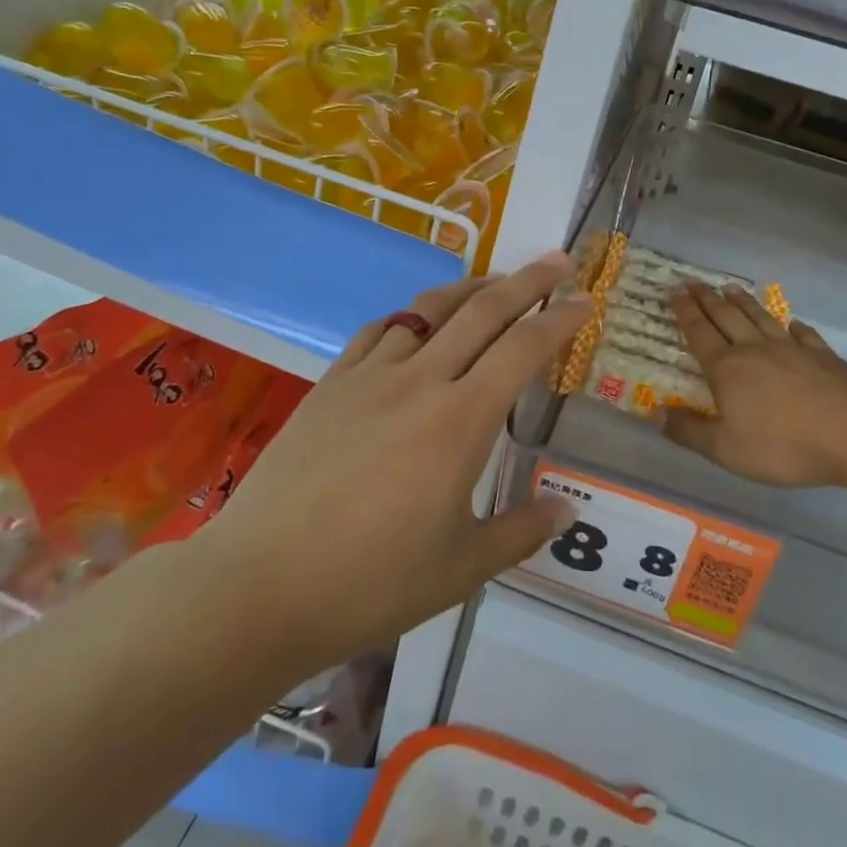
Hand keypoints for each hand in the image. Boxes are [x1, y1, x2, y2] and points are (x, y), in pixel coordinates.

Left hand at [199, 256, 591, 684]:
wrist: (259, 586)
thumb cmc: (371, 583)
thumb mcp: (461, 568)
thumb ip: (521, 531)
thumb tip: (566, 510)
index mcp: (461, 421)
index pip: (523, 350)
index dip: (560, 319)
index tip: (586, 299)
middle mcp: (420, 381)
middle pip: (482, 312)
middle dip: (526, 281)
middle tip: (556, 261)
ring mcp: (369, 377)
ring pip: (429, 310)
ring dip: (469, 288)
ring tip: (494, 282)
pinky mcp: (330, 385)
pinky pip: (379, 330)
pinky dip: (411, 315)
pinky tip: (417, 321)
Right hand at [664, 282, 846, 488]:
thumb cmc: (783, 444)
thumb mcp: (726, 449)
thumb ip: (690, 431)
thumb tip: (654, 414)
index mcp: (727, 369)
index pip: (699, 333)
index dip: (685, 313)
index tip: (674, 292)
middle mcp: (755, 350)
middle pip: (726, 317)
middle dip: (707, 300)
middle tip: (693, 282)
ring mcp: (792, 349)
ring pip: (761, 318)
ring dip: (743, 303)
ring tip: (731, 288)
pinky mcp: (823, 356)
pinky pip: (802, 334)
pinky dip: (793, 326)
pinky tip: (792, 323)